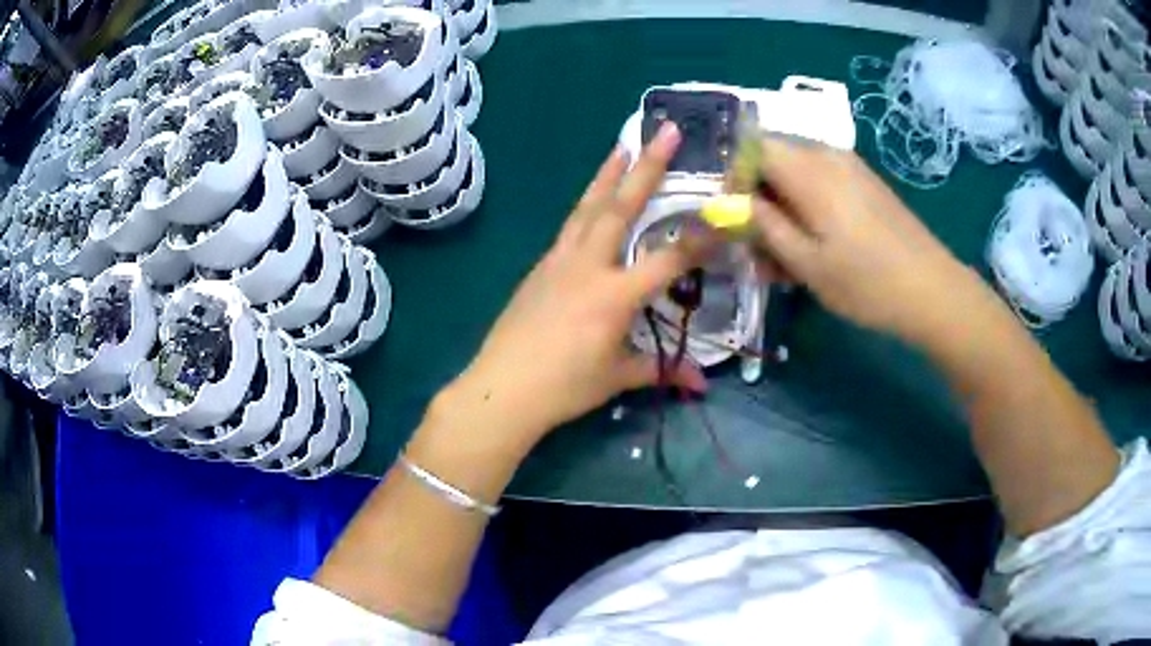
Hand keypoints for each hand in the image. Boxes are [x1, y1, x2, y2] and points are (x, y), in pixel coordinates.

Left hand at [439, 123, 708, 448]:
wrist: (502, 389)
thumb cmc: (564, 388)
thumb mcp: (616, 378)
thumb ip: (659, 369)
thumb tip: (700, 383)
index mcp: (614, 296)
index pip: (669, 259)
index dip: (701, 238)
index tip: (723, 210)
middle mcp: (588, 266)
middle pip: (621, 207)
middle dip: (647, 166)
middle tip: (665, 131)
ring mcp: (559, 261)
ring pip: (589, 208)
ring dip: (608, 173)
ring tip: (623, 143)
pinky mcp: (540, 267)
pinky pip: (570, 227)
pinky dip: (587, 206)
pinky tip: (594, 200)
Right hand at [750, 137, 989, 344]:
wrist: (932, 290)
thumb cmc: (866, 282)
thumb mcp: (806, 262)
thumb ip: (763, 226)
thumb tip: (728, 202)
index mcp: (809, 168)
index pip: (751, 146)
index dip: (733, 176)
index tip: (733, 218)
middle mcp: (827, 154)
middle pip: (773, 159)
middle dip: (757, 197)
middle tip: (757, 247)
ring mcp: (850, 167)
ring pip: (796, 174)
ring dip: (781, 209)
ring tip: (785, 259)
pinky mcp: (864, 183)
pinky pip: (821, 183)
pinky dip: (806, 209)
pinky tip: (815, 248)